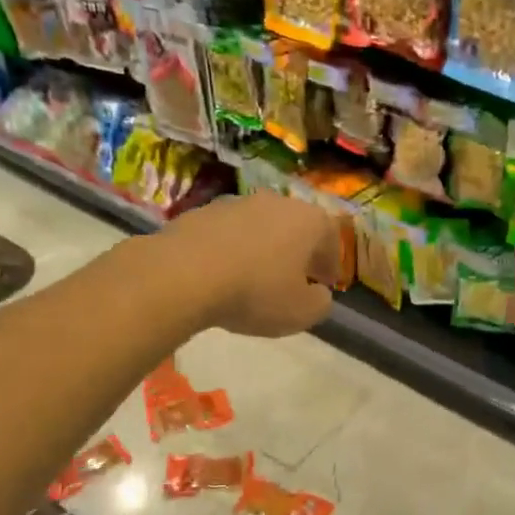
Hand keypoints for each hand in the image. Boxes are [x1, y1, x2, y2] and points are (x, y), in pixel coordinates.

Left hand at [158, 193, 339, 337]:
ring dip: (264, 248)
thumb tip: (318, 293)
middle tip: (295, 278)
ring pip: (261, 227)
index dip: (331, 264)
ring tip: (256, 277)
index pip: (331, 238)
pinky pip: (228, 234)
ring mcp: (236, 203)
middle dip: (298, 252)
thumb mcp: (302, 313)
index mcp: (308, 221)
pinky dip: (232, 250)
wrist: (183, 274)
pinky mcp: (201, 212)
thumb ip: (320, 303)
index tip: (326, 284)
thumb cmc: (256, 292)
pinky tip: (223, 274)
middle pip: (295, 227)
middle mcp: (275, 202)